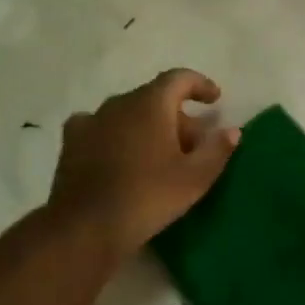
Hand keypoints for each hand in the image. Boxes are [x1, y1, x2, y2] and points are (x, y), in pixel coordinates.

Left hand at [48, 69, 240, 255]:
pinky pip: (101, 127)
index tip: (214, 99)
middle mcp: (120, 102)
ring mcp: (92, 120)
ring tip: (159, 153)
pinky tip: (119, 154)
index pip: (179, 78)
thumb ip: (217, 150)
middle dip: (177, 115)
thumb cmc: (148, 196)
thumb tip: (232, 130)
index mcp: (151, 103)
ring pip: (128, 113)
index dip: (200, 85)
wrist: (87, 226)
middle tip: (193, 145)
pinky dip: (116, 135)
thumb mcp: (194, 178)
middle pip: (155, 98)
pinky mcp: (72, 142)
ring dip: (147, 125)